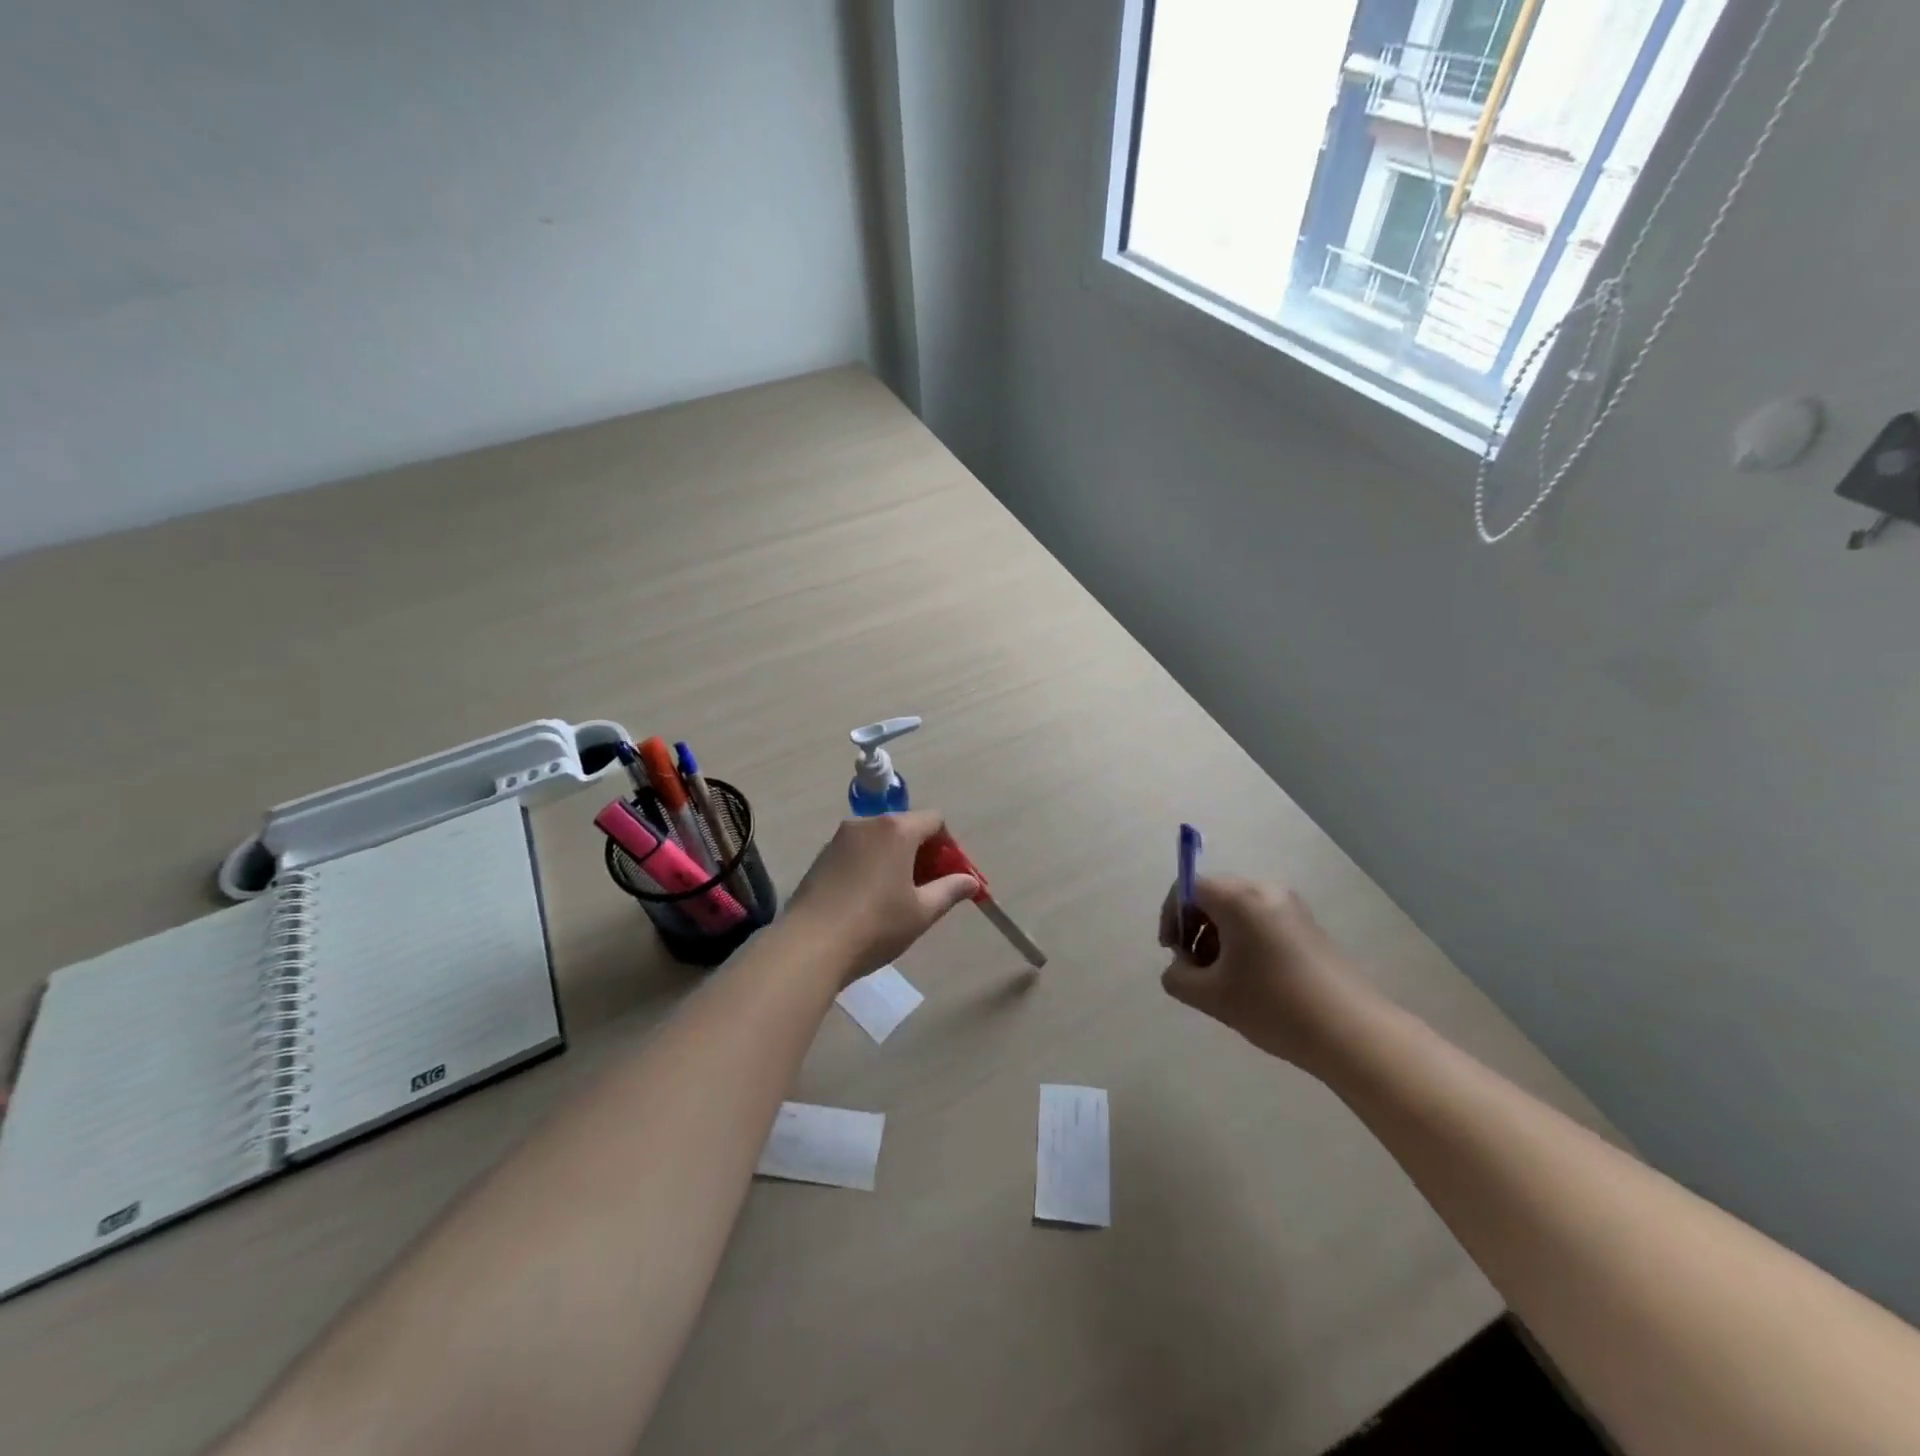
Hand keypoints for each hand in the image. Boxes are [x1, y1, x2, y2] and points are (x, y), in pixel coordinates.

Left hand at [785, 811, 980, 984]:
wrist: (810, 945)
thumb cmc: (876, 925)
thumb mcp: (921, 912)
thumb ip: (950, 890)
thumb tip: (970, 881)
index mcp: (896, 830)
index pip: (934, 820)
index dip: (949, 845)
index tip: (951, 875)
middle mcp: (867, 824)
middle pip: (906, 827)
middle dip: (923, 853)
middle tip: (930, 888)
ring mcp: (839, 839)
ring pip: (880, 840)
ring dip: (896, 859)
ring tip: (899, 897)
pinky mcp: (821, 857)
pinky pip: (858, 852)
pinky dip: (872, 866)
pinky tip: (869, 900)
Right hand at [1158, 876, 1373, 1071]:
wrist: (1353, 1033)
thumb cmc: (1274, 1006)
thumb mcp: (1211, 997)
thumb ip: (1178, 976)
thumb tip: (1181, 966)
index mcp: (1239, 898)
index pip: (1188, 887)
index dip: (1171, 916)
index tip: (1173, 952)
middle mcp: (1265, 890)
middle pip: (1213, 896)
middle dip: (1195, 929)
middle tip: (1196, 969)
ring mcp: (1291, 907)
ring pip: (1237, 911)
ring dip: (1219, 938)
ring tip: (1223, 980)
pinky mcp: (1307, 927)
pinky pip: (1260, 921)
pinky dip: (1244, 942)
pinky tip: (1251, 981)